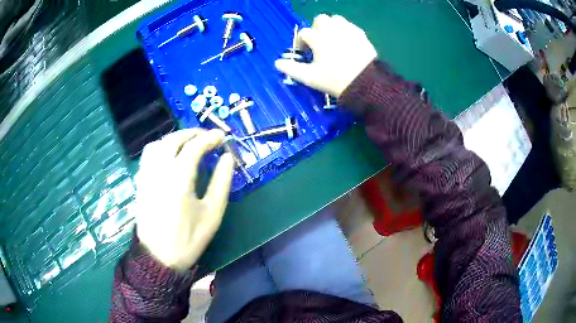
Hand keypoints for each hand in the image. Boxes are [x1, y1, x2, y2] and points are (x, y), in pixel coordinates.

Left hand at [135, 129, 233, 270]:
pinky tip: (168, 157)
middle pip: (174, 139)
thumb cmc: (189, 238)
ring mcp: (146, 175)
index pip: (194, 146)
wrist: (159, 257)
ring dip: (174, 138)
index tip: (222, 136)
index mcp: (179, 178)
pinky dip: (160, 148)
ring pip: (157, 144)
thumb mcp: (212, 213)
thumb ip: (221, 182)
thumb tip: (227, 158)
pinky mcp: (140, 182)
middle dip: (192, 133)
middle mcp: (159, 170)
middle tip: (207, 137)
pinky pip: (148, 155)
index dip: (210, 138)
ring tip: (187, 144)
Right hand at [275, 14, 376, 97]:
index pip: (304, 33)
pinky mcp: (361, 34)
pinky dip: (345, 30)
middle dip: (316, 29)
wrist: (366, 83)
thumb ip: (291, 69)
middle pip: (319, 20)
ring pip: (336, 19)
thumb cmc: (335, 80)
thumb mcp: (310, 77)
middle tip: (318, 43)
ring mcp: (348, 29)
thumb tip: (276, 63)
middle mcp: (332, 28)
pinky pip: (349, 26)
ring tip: (332, 40)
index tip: (304, 53)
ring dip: (330, 26)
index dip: (301, 43)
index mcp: (318, 37)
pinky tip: (346, 42)